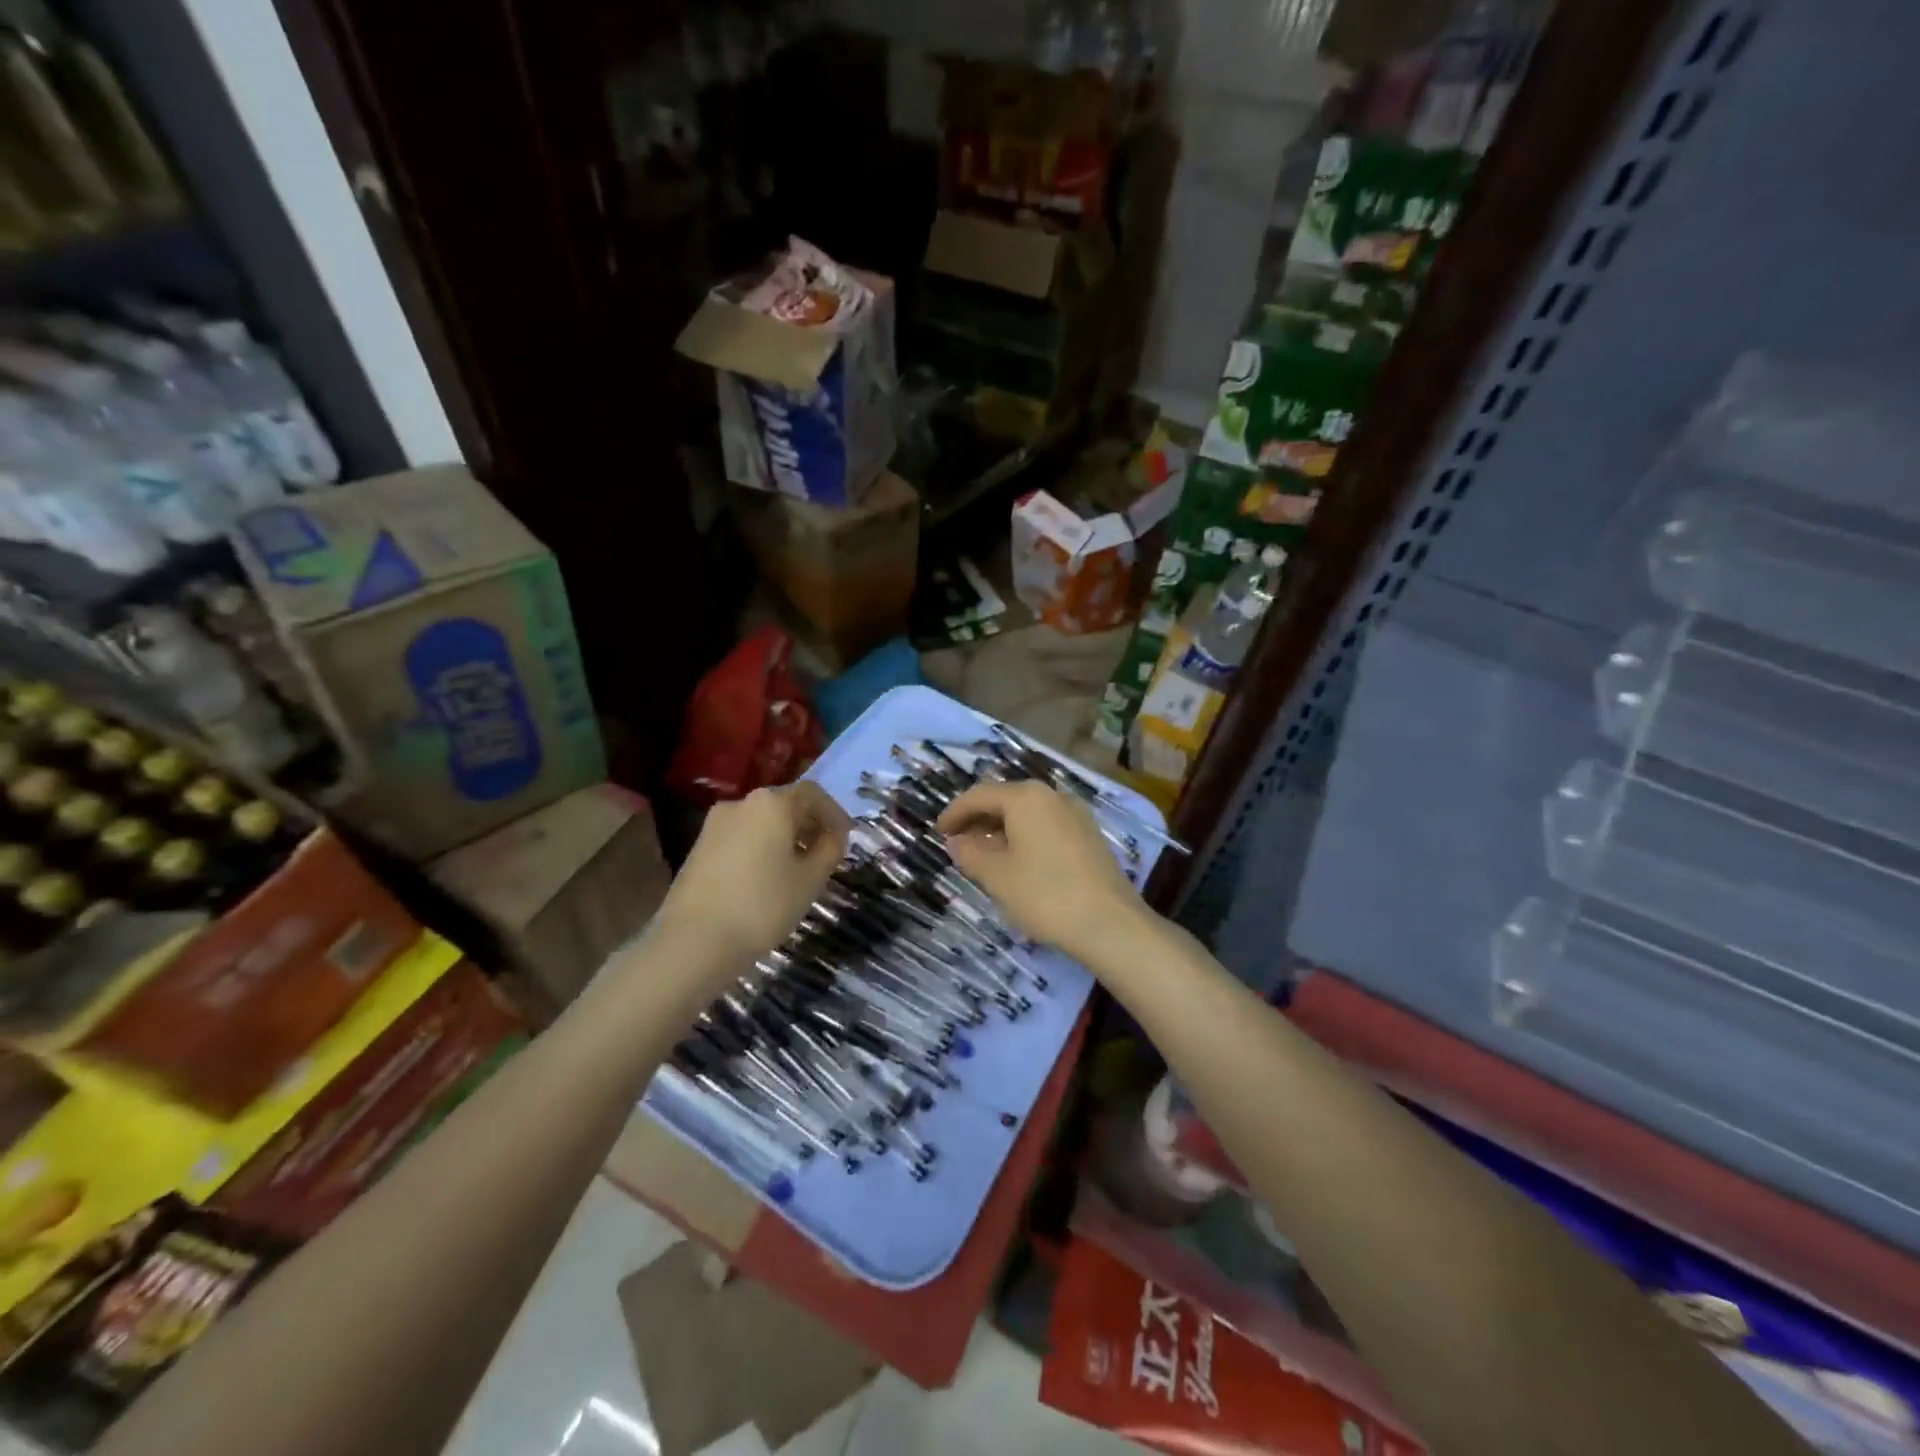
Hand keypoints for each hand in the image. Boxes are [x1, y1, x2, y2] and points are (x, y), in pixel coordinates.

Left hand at [656, 782, 850, 967]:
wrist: (692, 942)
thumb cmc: (762, 905)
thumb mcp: (810, 880)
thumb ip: (829, 851)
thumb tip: (833, 836)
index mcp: (771, 803)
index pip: (812, 794)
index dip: (834, 813)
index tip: (846, 838)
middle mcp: (741, 803)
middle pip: (784, 804)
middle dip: (809, 825)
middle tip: (825, 855)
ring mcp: (714, 825)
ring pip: (761, 822)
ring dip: (785, 838)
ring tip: (798, 871)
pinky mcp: (699, 848)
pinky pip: (741, 838)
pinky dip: (761, 849)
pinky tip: (767, 879)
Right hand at [937, 779, 1144, 956]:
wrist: (1110, 924)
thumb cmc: (1045, 895)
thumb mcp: (997, 876)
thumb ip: (971, 853)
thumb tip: (956, 841)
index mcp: (1026, 798)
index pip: (980, 795)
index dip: (955, 812)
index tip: (938, 832)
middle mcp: (1052, 796)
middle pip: (1006, 799)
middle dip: (978, 819)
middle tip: (957, 842)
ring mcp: (1076, 814)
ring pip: (1028, 813)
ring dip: (1002, 829)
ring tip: (983, 855)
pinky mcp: (1089, 835)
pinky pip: (1047, 826)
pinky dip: (1025, 836)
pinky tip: (1017, 861)